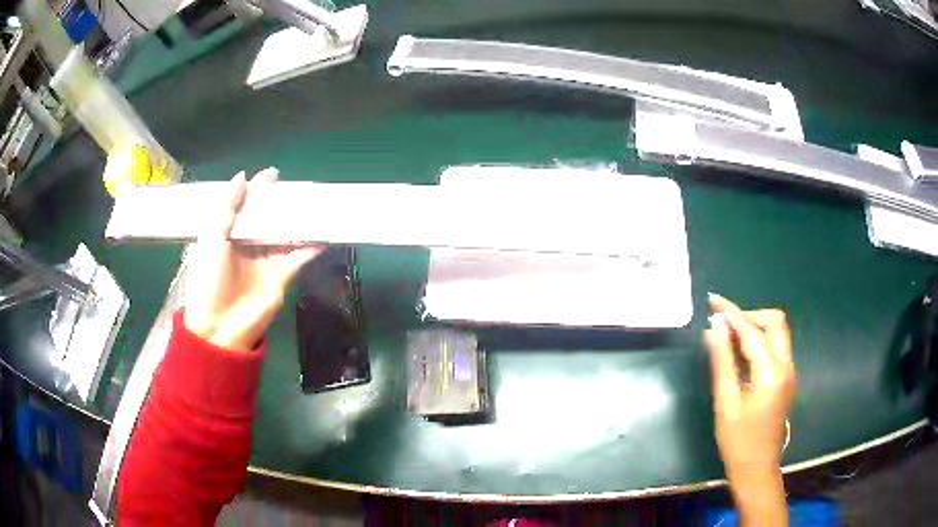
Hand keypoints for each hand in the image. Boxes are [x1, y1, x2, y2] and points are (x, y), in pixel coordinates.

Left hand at [183, 169, 321, 350]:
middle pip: (268, 220)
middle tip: (300, 188)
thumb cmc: (210, 278)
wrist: (219, 324)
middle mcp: (249, 247)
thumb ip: (228, 207)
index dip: (259, 190)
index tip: (274, 174)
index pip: (247, 207)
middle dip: (282, 205)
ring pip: (285, 238)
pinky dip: (309, 249)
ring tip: (316, 206)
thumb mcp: (213, 237)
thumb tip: (243, 176)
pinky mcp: (280, 279)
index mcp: (230, 236)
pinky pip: (297, 260)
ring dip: (299, 224)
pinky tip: (321, 237)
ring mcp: (265, 263)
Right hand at [706, 293, 795, 525]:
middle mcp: (786, 365)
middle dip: (749, 315)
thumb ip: (722, 363)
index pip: (752, 331)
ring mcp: (790, 371)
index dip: (732, 313)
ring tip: (730, 336)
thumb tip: (714, 328)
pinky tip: (742, 353)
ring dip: (756, 326)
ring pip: (778, 331)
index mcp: (771, 373)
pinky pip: (776, 346)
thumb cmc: (738, 441)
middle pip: (775, 321)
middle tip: (724, 324)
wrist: (757, 468)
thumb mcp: (726, 403)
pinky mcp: (787, 377)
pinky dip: (760, 340)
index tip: (713, 301)